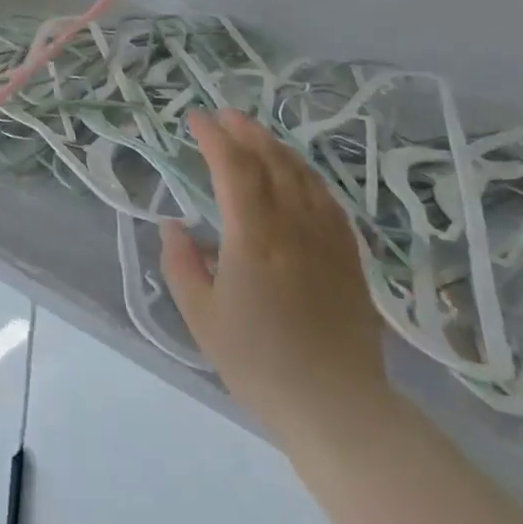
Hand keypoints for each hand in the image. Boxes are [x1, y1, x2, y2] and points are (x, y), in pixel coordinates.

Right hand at [160, 108, 395, 450]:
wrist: (336, 407)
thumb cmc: (258, 362)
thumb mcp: (201, 316)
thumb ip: (181, 263)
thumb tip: (173, 225)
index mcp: (253, 237)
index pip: (233, 168)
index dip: (213, 137)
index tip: (194, 119)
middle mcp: (293, 227)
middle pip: (271, 161)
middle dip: (245, 131)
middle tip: (224, 116)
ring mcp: (326, 240)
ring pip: (303, 175)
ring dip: (276, 147)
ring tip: (256, 135)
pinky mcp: (349, 258)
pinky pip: (328, 201)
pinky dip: (307, 176)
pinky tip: (298, 175)